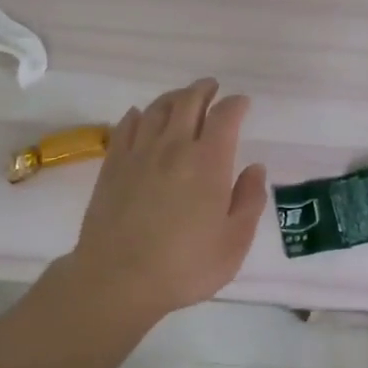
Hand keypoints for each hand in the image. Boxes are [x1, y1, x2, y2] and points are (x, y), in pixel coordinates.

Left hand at [54, 78, 267, 322]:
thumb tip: (255, 168)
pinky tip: (141, 116)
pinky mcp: (113, 165)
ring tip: (181, 98)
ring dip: (173, 97)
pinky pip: (126, 127)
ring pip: (157, 109)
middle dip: (203, 90)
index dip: (235, 104)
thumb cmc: (185, 266)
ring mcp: (139, 153)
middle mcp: (174, 147)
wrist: (117, 280)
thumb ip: (249, 200)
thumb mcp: (234, 242)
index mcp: (208, 161)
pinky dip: (138, 115)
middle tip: (211, 88)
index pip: (224, 116)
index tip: (242, 103)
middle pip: (188, 102)